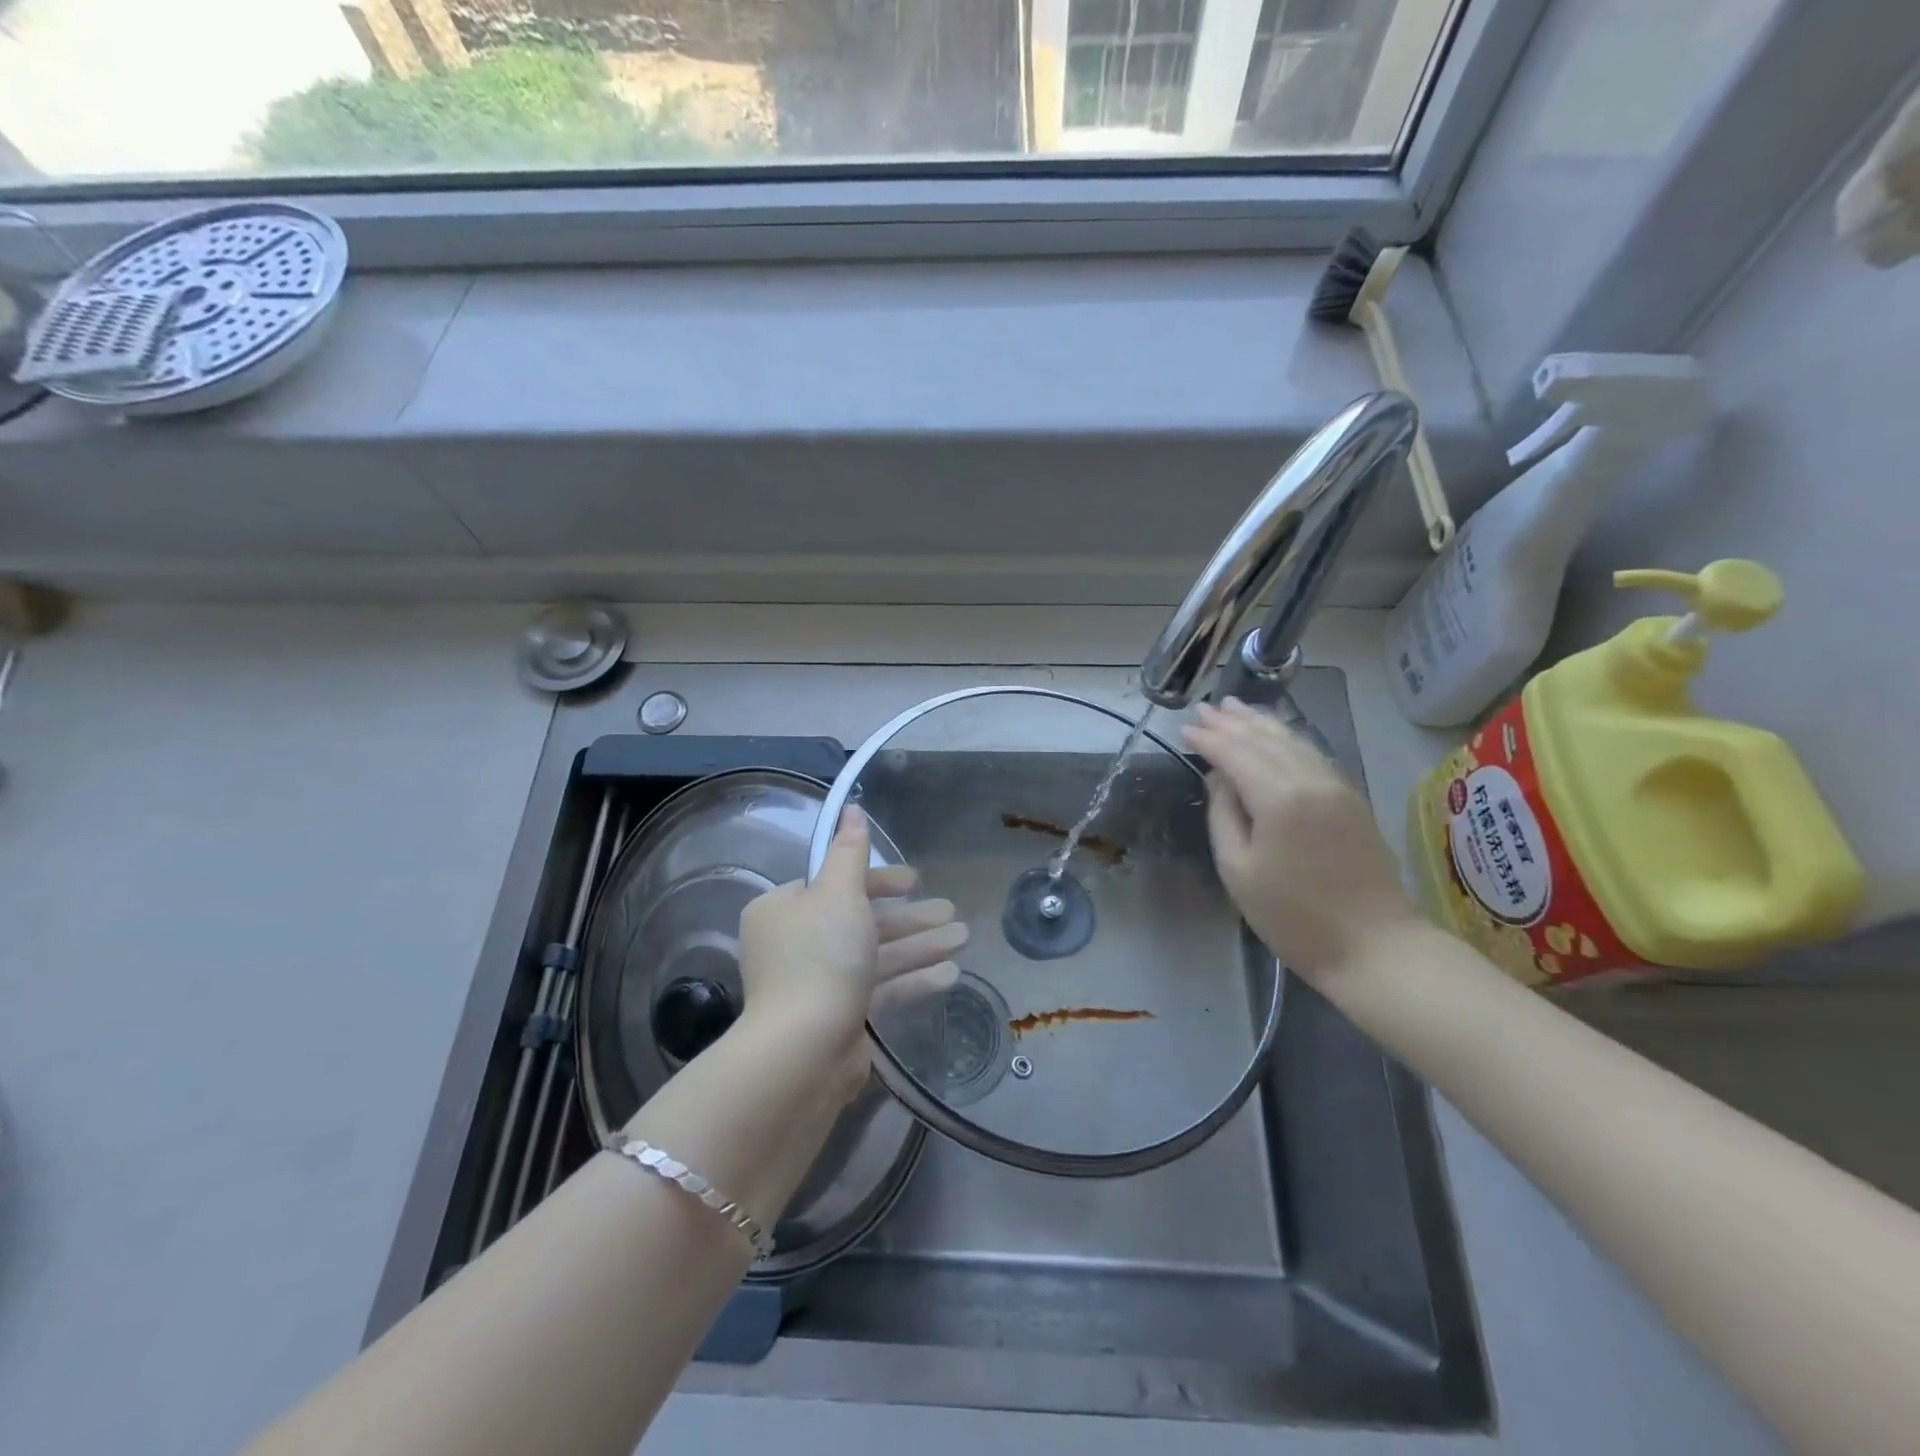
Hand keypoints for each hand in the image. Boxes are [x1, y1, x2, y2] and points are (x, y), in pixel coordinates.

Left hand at [737, 806, 967, 1099]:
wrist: (804, 1050)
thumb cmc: (821, 957)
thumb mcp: (838, 892)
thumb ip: (850, 851)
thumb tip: (851, 808)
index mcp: (784, 910)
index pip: (835, 884)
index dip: (878, 880)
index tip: (915, 879)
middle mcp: (796, 944)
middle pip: (861, 920)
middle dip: (910, 916)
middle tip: (951, 910)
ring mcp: (818, 984)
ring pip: (876, 955)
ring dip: (920, 945)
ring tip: (963, 937)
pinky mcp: (840, 1017)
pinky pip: (880, 989)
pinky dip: (912, 979)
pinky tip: (950, 973)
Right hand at [1184, 698, 1420, 979]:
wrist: (1375, 946)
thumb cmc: (1294, 917)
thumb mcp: (1238, 871)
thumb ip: (1223, 816)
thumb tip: (1219, 778)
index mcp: (1279, 798)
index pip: (1236, 753)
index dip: (1209, 739)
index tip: (1185, 728)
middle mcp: (1311, 780)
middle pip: (1266, 739)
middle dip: (1232, 722)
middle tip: (1205, 708)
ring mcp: (1337, 786)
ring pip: (1294, 740)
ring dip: (1261, 722)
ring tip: (1235, 707)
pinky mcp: (1352, 798)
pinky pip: (1312, 753)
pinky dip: (1287, 737)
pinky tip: (1275, 734)